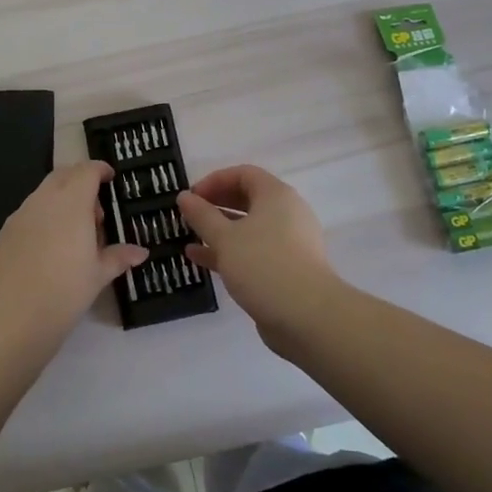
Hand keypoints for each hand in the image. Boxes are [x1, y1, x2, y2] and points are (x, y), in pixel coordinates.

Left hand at [0, 162, 147, 361]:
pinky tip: (51, 249)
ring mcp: (20, 215)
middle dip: (81, 182)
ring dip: (63, 200)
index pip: (86, 171)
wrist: (9, 321)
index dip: (100, 170)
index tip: (111, 179)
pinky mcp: (4, 233)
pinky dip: (45, 217)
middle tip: (96, 213)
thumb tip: (141, 252)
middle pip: (63, 175)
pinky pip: (30, 212)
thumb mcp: (97, 276)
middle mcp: (43, 200)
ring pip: (44, 193)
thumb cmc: (64, 293)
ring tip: (76, 236)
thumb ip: (118, 257)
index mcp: (71, 203)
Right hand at [178, 165, 342, 341]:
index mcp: (276, 196)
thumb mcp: (225, 237)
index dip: (214, 181)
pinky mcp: (285, 269)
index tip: (191, 197)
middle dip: (215, 205)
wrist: (307, 317)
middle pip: (246, 199)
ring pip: (247, 228)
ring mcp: (287, 243)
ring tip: (189, 236)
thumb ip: (202, 215)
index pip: (243, 174)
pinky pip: (252, 251)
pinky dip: (228, 252)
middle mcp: (285, 214)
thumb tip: (184, 197)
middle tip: (188, 216)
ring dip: (218, 230)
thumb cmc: (263, 265)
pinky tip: (199, 259)